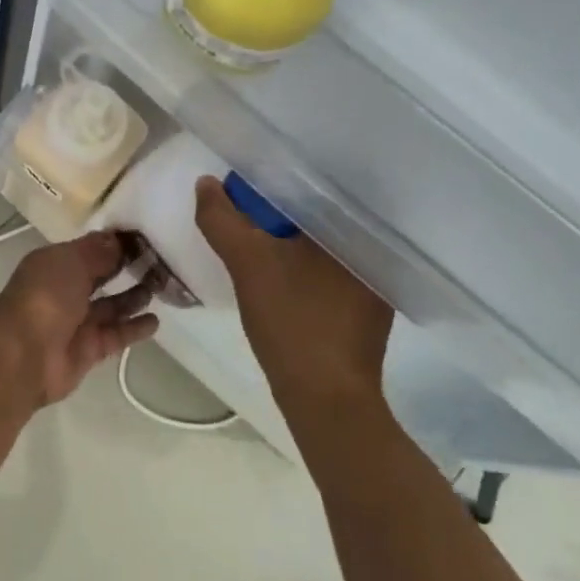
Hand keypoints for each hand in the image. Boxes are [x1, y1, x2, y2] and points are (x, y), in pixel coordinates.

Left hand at [0, 232, 158, 405]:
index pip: (89, 248)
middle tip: (160, 261)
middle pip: (101, 275)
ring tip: (162, 286)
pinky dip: (135, 328)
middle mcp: (65, 290)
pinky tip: (156, 320)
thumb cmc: (45, 296)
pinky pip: (117, 334)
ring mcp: (77, 321)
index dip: (114, 243)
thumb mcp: (71, 261)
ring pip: (111, 305)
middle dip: (126, 267)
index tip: (145, 236)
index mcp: (54, 263)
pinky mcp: (90, 349)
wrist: (24, 355)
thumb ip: (98, 251)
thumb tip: (119, 240)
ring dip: (134, 296)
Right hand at [193, 176, 394, 413]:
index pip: (314, 185)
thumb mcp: (248, 264)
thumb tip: (206, 183)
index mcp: (354, 229)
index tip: (247, 180)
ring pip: (322, 244)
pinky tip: (281, 270)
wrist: (327, 401)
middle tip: (246, 203)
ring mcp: (373, 283)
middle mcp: (373, 250)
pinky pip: (328, 269)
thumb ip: (222, 220)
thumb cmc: (293, 322)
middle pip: (318, 213)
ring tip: (259, 231)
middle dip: (283, 208)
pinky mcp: (365, 309)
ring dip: (292, 237)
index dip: (277, 179)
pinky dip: (303, 264)